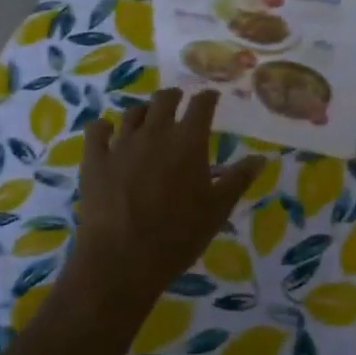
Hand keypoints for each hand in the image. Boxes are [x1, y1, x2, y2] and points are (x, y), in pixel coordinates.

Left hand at [68, 89, 264, 310]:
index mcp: (188, 140)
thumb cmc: (178, 235)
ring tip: (146, 118)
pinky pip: (96, 130)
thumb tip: (260, 158)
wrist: (122, 258)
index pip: (201, 104)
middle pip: (164, 99)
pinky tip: (106, 131)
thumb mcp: (217, 210)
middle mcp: (156, 132)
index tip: (211, 97)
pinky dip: (103, 127)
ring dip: (143, 112)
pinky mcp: (95, 159)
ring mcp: (122, 143)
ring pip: (132, 113)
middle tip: (178, 102)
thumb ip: (238, 179)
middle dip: (174, 97)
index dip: (207, 97)